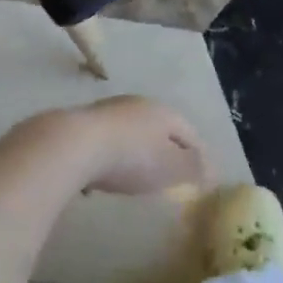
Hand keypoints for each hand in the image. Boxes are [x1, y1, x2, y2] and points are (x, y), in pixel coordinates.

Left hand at [67, 95, 209, 195]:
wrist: (72, 145)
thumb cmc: (131, 157)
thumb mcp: (170, 167)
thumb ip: (193, 168)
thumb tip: (211, 169)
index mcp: (164, 112)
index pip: (190, 133)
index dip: (198, 154)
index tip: (202, 175)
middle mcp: (138, 104)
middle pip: (160, 129)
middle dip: (167, 150)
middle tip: (170, 175)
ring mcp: (108, 111)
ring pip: (131, 132)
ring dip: (136, 152)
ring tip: (136, 177)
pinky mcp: (81, 124)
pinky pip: (106, 142)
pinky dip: (111, 157)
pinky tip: (102, 177)